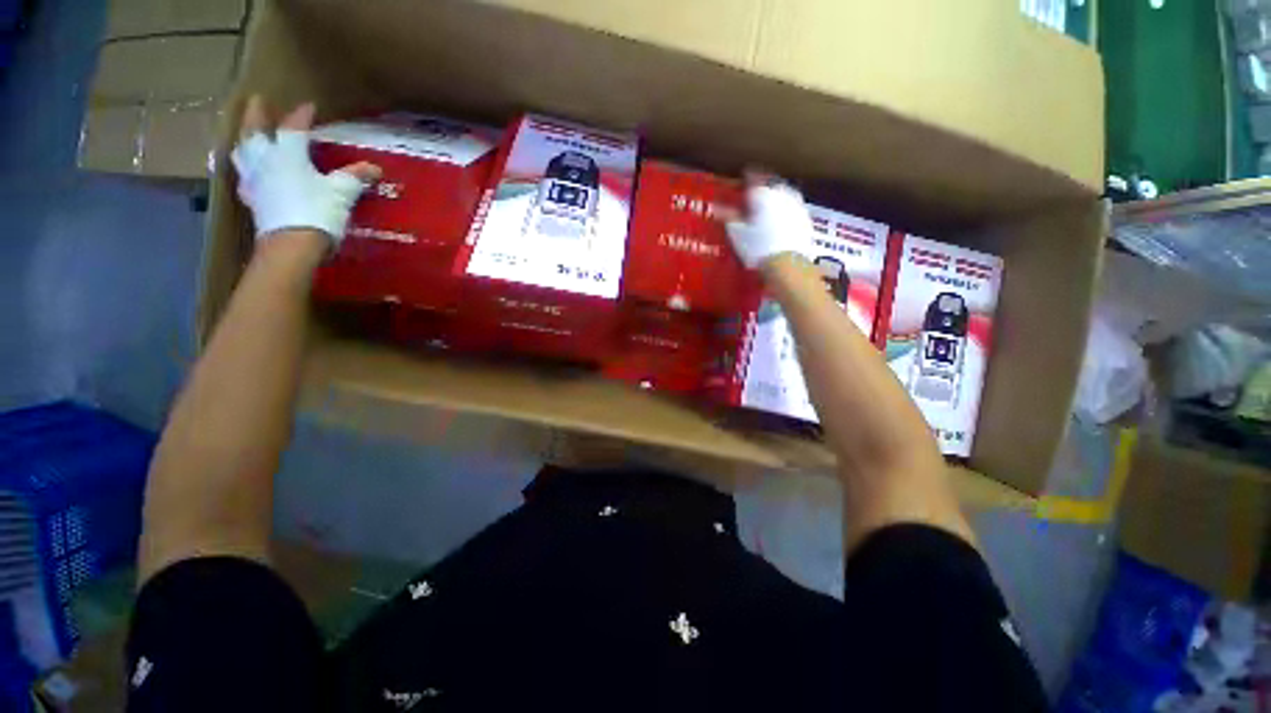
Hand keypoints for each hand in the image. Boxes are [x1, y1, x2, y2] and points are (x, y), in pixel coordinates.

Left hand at [231, 96, 379, 243]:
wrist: (292, 244)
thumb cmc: (318, 211)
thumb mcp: (342, 192)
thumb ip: (355, 176)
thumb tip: (373, 168)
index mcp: (288, 153)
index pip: (294, 128)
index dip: (302, 116)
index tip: (309, 107)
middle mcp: (265, 160)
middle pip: (255, 132)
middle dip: (257, 115)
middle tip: (257, 101)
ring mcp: (254, 180)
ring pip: (243, 152)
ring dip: (245, 139)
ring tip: (249, 134)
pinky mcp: (252, 199)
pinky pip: (245, 178)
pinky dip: (248, 171)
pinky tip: (252, 174)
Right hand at [724, 172, 815, 269]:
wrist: (786, 263)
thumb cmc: (757, 246)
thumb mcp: (736, 232)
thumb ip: (728, 216)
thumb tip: (718, 208)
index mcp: (762, 192)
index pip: (753, 176)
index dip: (746, 176)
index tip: (742, 177)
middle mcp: (781, 192)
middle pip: (771, 183)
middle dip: (762, 187)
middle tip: (754, 195)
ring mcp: (796, 204)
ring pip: (783, 194)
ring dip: (775, 198)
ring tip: (766, 208)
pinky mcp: (805, 218)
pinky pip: (792, 209)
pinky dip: (784, 212)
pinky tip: (779, 223)